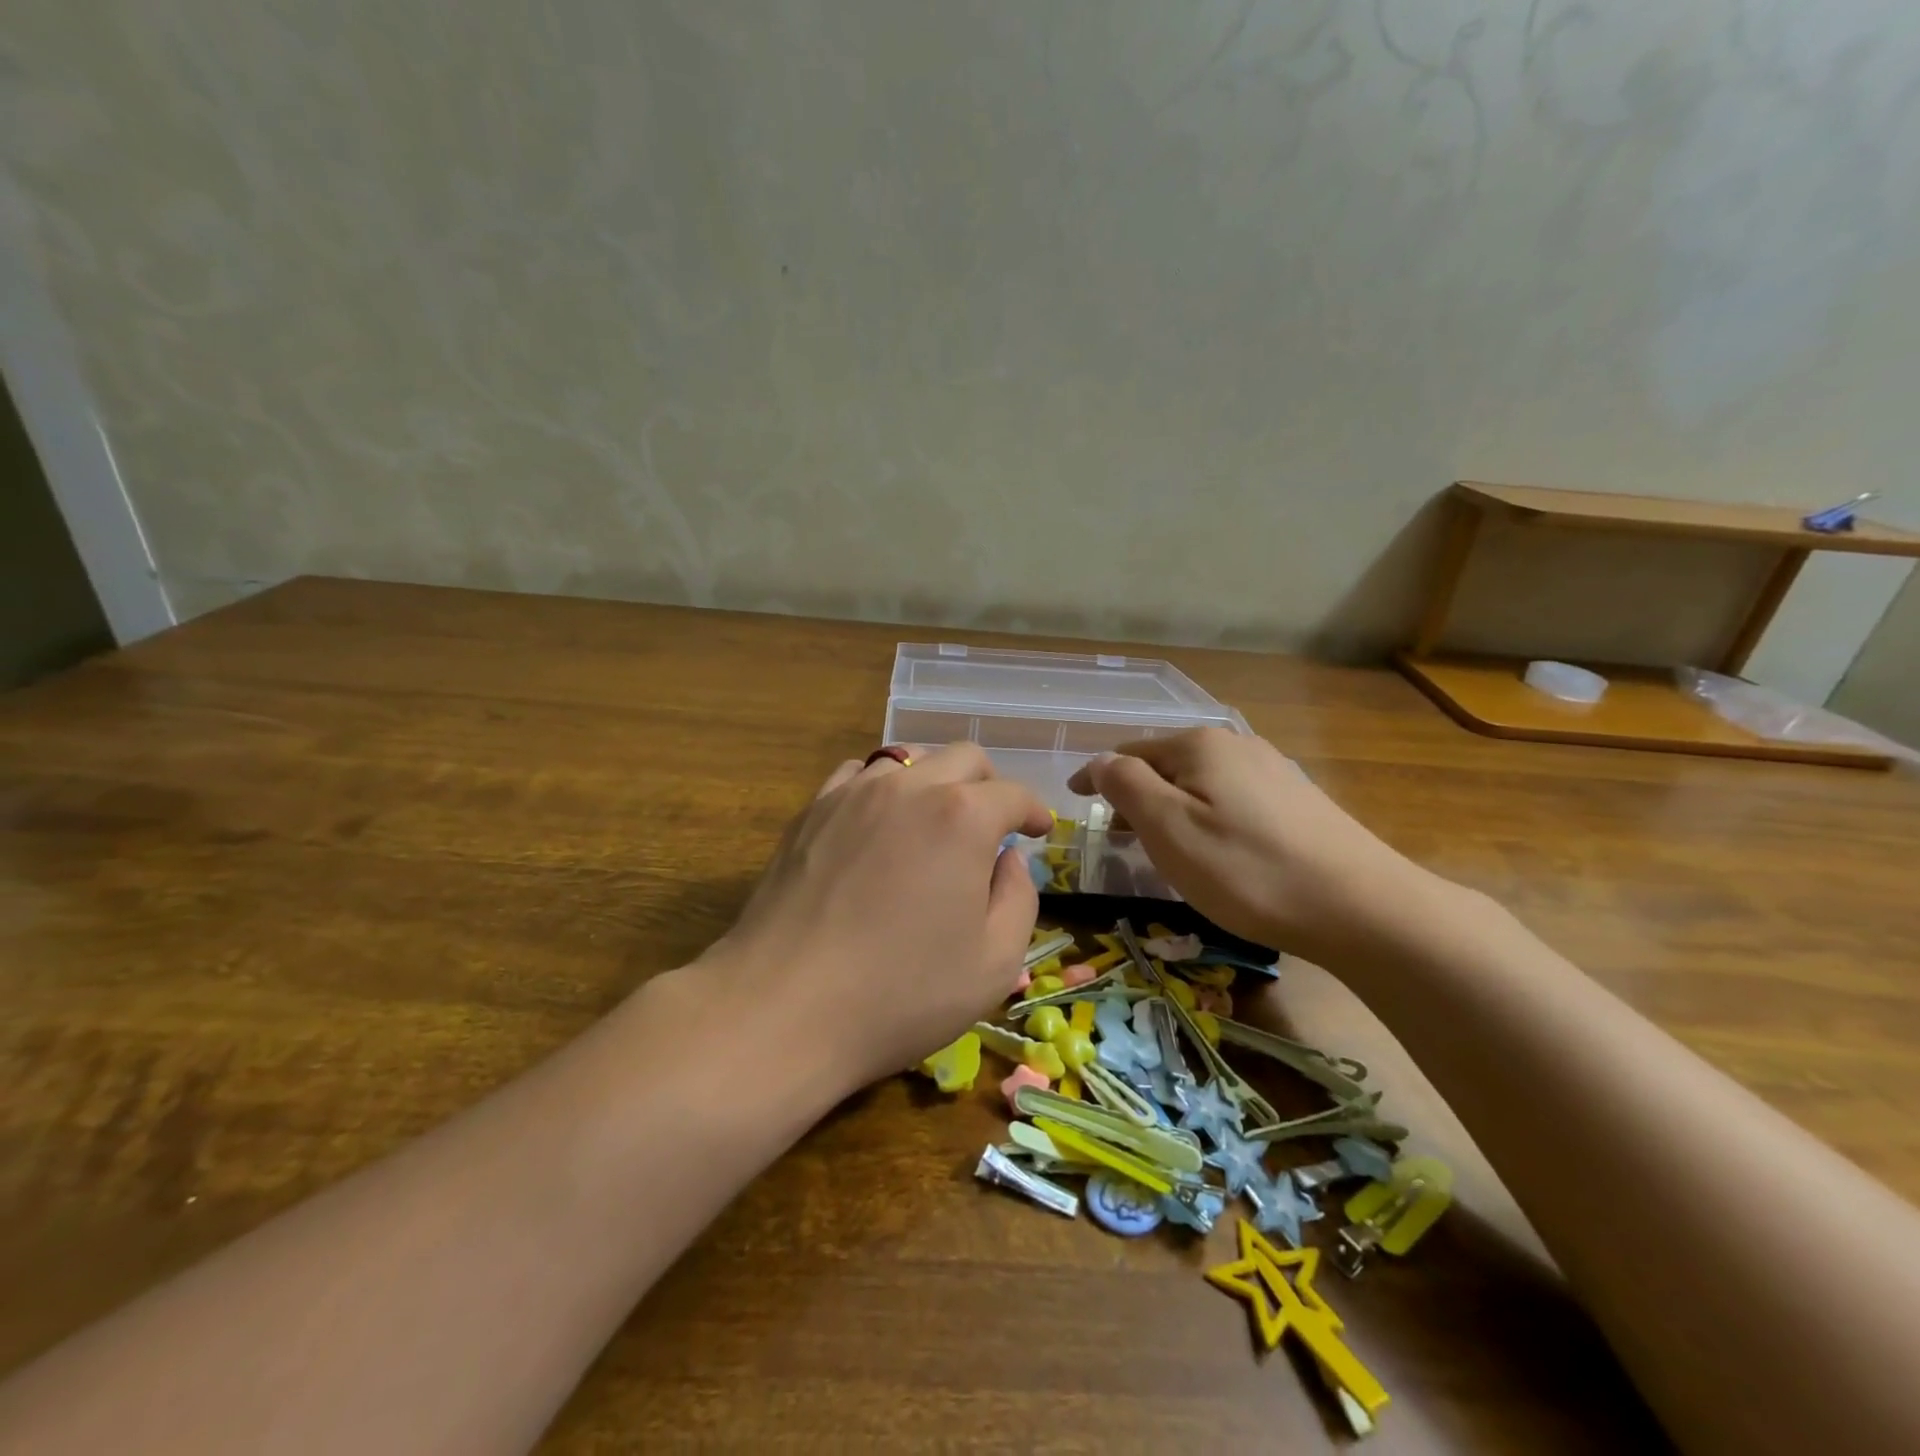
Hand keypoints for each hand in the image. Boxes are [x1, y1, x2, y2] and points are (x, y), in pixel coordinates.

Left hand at [710, 744, 1052, 1089]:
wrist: (784, 1008)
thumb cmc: (901, 993)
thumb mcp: (994, 963)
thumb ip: (1019, 898)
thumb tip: (1008, 859)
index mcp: (961, 817)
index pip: (1012, 794)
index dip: (1034, 811)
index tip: (1039, 831)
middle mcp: (908, 787)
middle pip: (963, 758)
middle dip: (990, 785)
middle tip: (994, 824)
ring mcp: (852, 794)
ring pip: (908, 758)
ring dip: (935, 780)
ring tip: (936, 821)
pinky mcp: (810, 811)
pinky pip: (856, 776)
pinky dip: (881, 788)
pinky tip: (878, 823)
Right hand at [1067, 728, 1432, 962]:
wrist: (1362, 908)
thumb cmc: (1248, 870)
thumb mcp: (1170, 828)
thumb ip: (1127, 786)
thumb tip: (1100, 761)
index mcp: (1199, 745)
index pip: (1129, 752)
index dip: (1097, 775)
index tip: (1075, 800)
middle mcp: (1236, 745)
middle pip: (1166, 764)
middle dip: (1135, 793)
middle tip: (1115, 834)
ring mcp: (1272, 770)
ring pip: (1200, 782)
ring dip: (1170, 806)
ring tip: (1158, 844)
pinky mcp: (1297, 801)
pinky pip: (1230, 798)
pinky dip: (1204, 816)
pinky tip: (1214, 848)